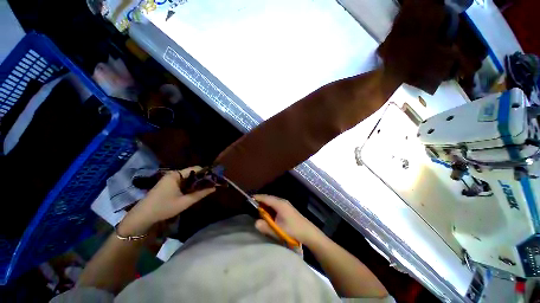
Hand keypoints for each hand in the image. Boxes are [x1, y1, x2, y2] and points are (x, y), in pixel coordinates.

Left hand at [118, 166, 214, 235]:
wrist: (142, 217)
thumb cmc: (164, 207)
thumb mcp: (185, 202)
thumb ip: (200, 194)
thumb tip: (214, 188)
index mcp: (176, 175)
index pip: (196, 169)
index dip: (206, 173)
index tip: (215, 178)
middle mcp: (173, 174)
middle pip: (192, 173)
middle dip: (202, 179)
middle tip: (212, 185)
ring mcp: (170, 179)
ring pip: (188, 178)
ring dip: (196, 183)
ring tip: (206, 188)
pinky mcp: (168, 185)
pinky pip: (183, 182)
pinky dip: (189, 186)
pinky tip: (194, 192)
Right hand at [253, 195, 323, 245]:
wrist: (309, 233)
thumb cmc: (293, 230)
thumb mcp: (278, 230)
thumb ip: (266, 226)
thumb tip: (255, 222)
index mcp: (280, 204)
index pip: (266, 198)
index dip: (258, 197)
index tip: (249, 198)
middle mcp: (283, 201)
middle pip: (269, 198)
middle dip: (261, 202)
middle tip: (253, 207)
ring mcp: (286, 204)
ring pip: (273, 202)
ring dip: (266, 205)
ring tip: (260, 211)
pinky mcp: (288, 208)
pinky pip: (276, 205)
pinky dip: (271, 208)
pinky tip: (269, 214)